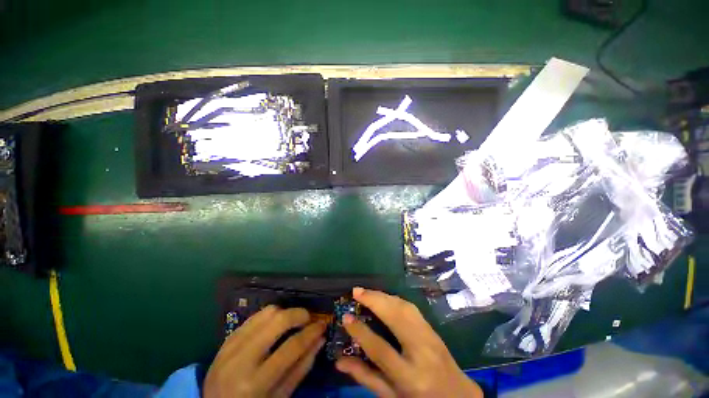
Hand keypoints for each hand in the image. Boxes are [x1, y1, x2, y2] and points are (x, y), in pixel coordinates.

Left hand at [204, 306, 325, 397]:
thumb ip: (301, 368)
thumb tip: (319, 339)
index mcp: (256, 383)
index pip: (291, 347)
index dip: (311, 332)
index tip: (322, 325)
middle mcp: (241, 359)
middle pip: (277, 321)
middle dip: (298, 314)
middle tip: (308, 318)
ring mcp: (231, 347)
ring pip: (265, 313)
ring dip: (284, 312)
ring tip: (291, 321)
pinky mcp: (226, 339)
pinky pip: (253, 317)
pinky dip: (269, 316)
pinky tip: (274, 325)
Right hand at [336, 288, 482, 397]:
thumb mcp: (391, 396)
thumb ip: (366, 377)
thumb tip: (339, 361)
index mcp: (410, 376)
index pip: (380, 349)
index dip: (361, 331)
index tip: (346, 317)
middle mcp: (421, 351)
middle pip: (395, 317)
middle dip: (374, 300)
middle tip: (356, 291)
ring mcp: (430, 336)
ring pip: (404, 307)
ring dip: (383, 295)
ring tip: (366, 292)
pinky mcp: (433, 328)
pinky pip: (411, 307)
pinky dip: (394, 298)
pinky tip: (384, 296)